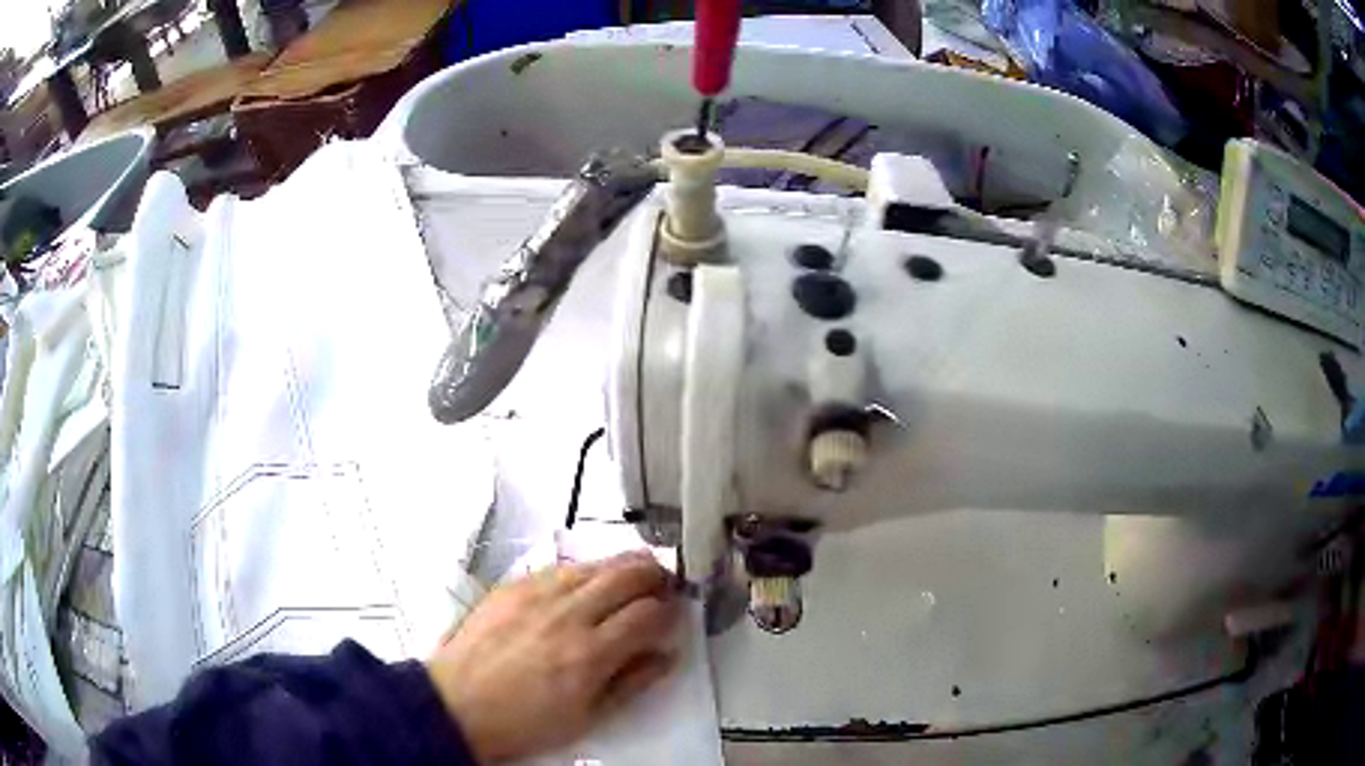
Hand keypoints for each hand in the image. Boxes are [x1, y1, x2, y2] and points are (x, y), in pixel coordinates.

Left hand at [426, 552, 681, 762]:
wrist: (456, 705)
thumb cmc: (524, 723)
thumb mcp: (587, 717)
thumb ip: (631, 682)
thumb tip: (665, 656)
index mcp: (590, 654)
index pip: (648, 614)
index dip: (670, 610)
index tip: (675, 614)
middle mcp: (567, 614)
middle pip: (627, 574)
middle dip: (655, 574)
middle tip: (664, 583)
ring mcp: (536, 594)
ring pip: (595, 563)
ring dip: (622, 565)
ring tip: (634, 574)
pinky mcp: (511, 586)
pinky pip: (559, 566)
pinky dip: (584, 569)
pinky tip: (587, 580)